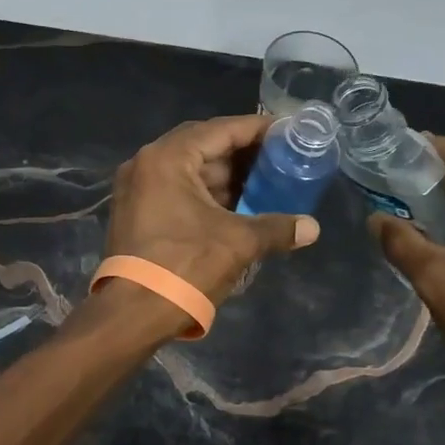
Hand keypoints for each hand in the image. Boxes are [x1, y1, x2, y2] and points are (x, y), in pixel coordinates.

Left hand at [103, 114, 320, 305]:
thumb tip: (312, 228)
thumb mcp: (238, 243)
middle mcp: (147, 163)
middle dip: (242, 153)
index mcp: (168, 158)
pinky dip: (207, 194)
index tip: (287, 132)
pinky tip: (237, 206)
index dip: (257, 130)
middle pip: (203, 146)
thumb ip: (277, 228)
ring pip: (190, 170)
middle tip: (279, 158)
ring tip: (265, 183)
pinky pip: (178, 190)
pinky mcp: (136, 212)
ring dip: (225, 176)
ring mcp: (137, 188)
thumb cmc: (185, 266)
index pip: (221, 130)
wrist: (132, 314)